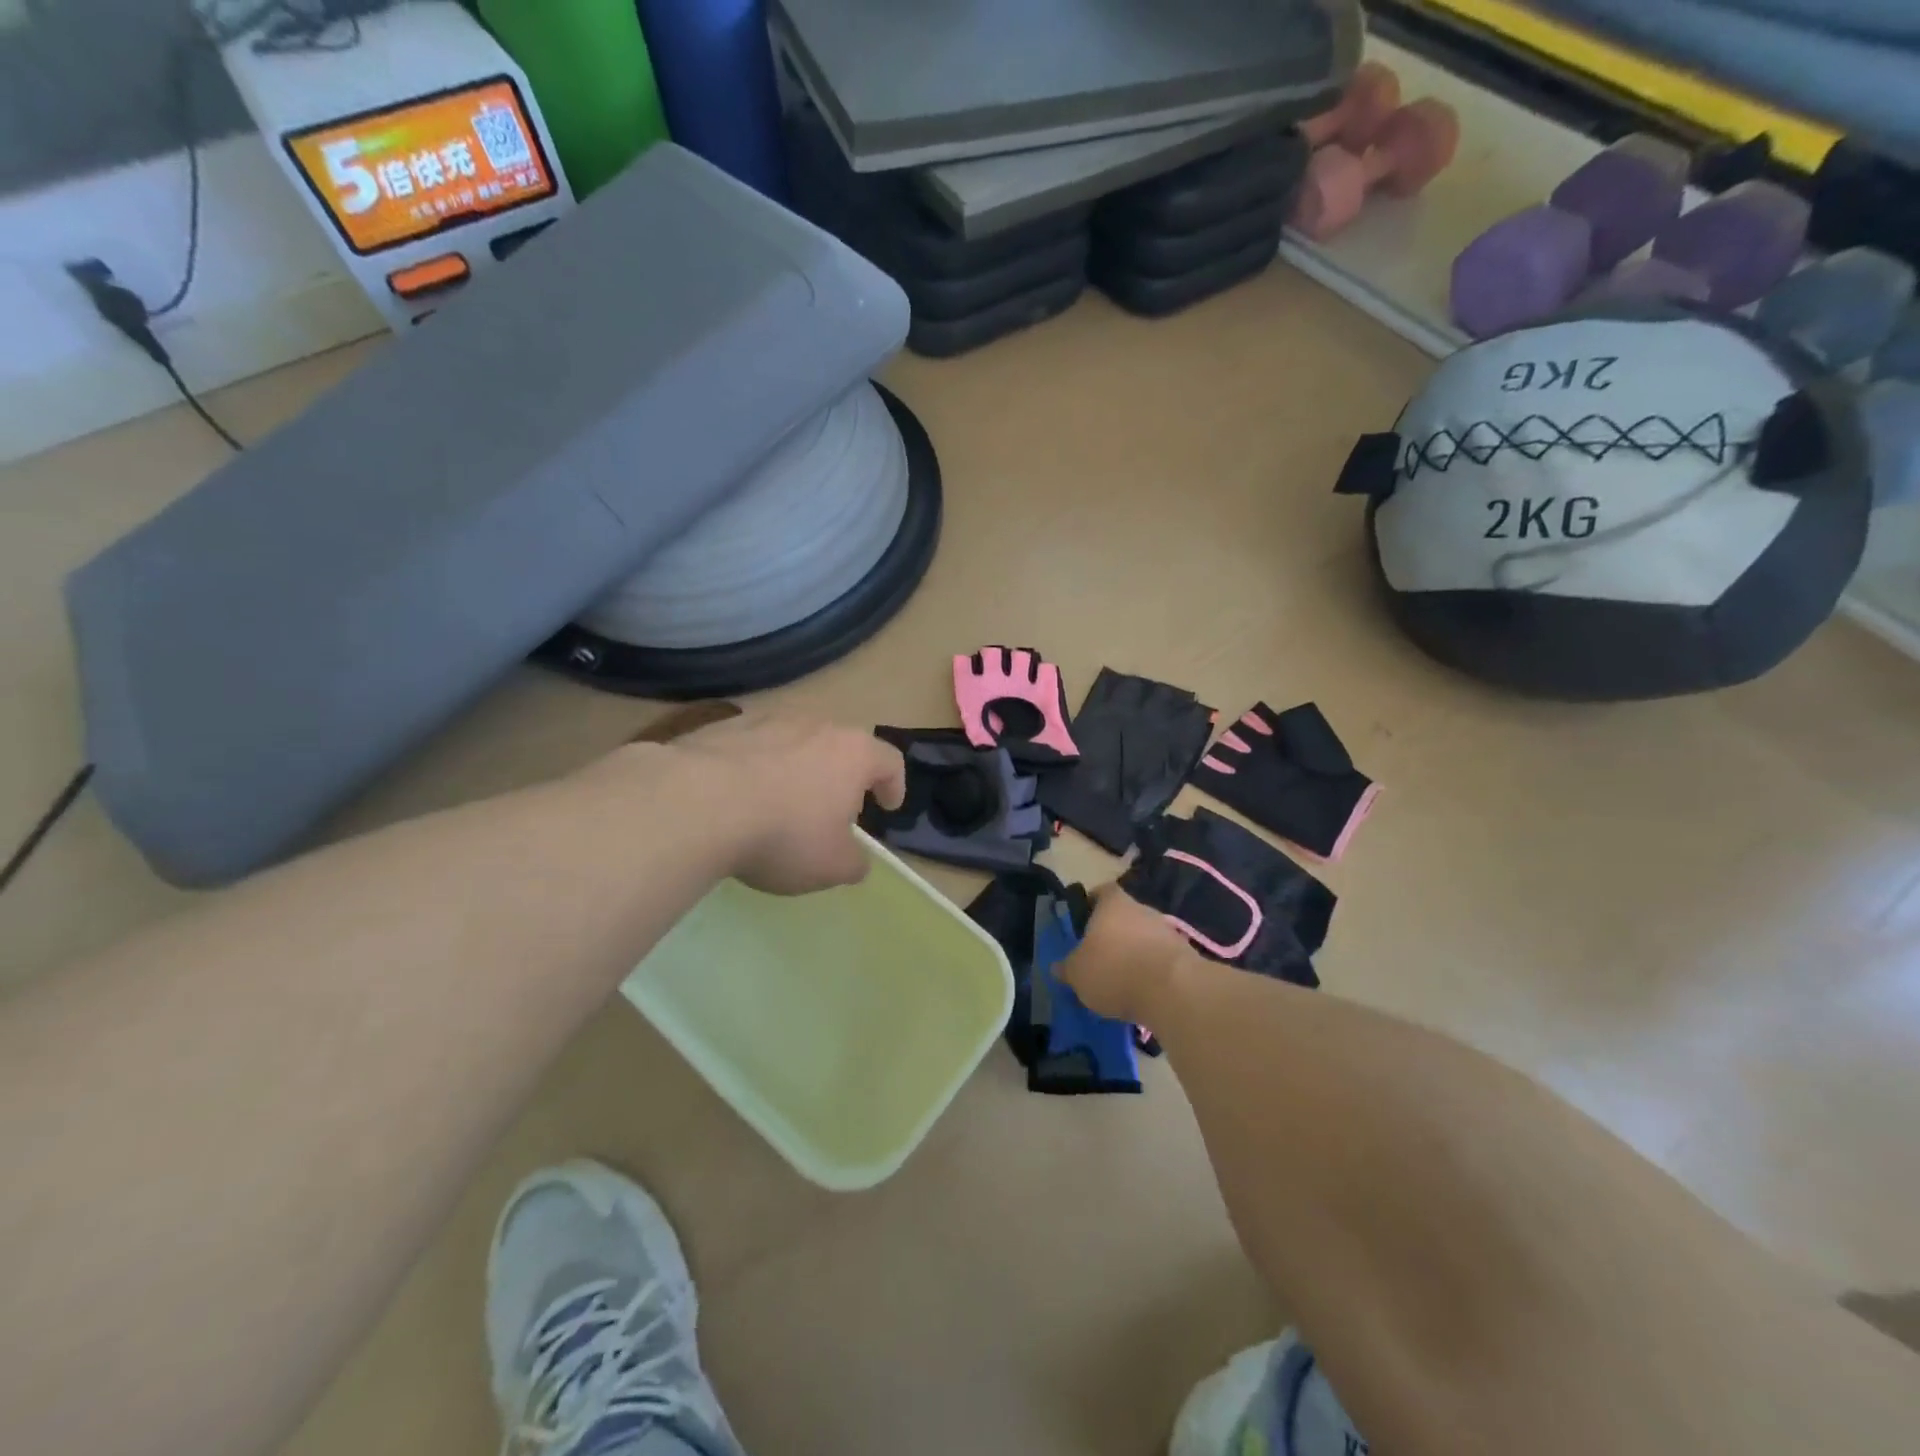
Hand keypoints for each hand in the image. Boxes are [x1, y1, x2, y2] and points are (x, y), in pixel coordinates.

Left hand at [671, 713, 905, 895]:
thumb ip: (854, 863)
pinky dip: (755, 768)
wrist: (696, 804)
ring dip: (797, 770)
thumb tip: (855, 860)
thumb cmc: (783, 834)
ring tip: (780, 804)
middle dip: (842, 778)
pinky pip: (752, 747)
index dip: (894, 785)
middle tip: (832, 812)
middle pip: (841, 747)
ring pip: (795, 743)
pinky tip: (738, 798)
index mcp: (852, 753)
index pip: (890, 761)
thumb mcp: (831, 866)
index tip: (888, 807)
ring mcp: (767, 720)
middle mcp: (816, 725)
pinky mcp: (724, 726)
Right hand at [1058, 886, 1194, 1023]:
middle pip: (1124, 916)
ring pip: (1144, 937)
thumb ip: (1067, 968)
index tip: (1083, 924)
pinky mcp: (1185, 955)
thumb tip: (1059, 967)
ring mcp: (1167, 930)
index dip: (1091, 904)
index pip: (1101, 892)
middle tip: (1099, 957)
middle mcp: (1142, 908)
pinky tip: (1143, 993)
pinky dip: (1152, 971)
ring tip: (1121, 981)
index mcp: (1113, 903)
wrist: (1173, 991)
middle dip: (1113, 934)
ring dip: (1134, 953)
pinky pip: (1161, 958)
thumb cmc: (1115, 970)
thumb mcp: (1077, 973)